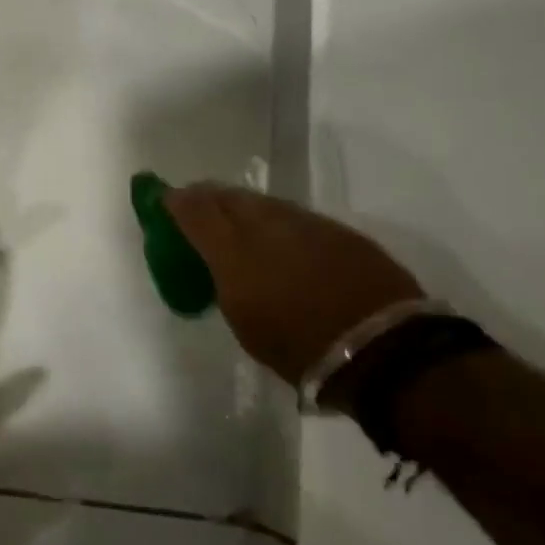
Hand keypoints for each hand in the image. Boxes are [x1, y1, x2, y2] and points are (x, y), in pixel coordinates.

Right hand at [165, 184, 423, 390]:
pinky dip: (277, 221)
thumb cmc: (299, 348)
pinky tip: (280, 237)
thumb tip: (225, 265)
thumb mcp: (244, 321)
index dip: (176, 201)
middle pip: (228, 196)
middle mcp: (266, 226)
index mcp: (234, 252)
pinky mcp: (337, 230)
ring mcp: (305, 223)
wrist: (380, 348)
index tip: (165, 199)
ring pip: (263, 202)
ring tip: (237, 220)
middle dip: (208, 197)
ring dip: (244, 207)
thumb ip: (226, 282)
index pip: (195, 210)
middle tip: (198, 206)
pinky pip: (294, 216)